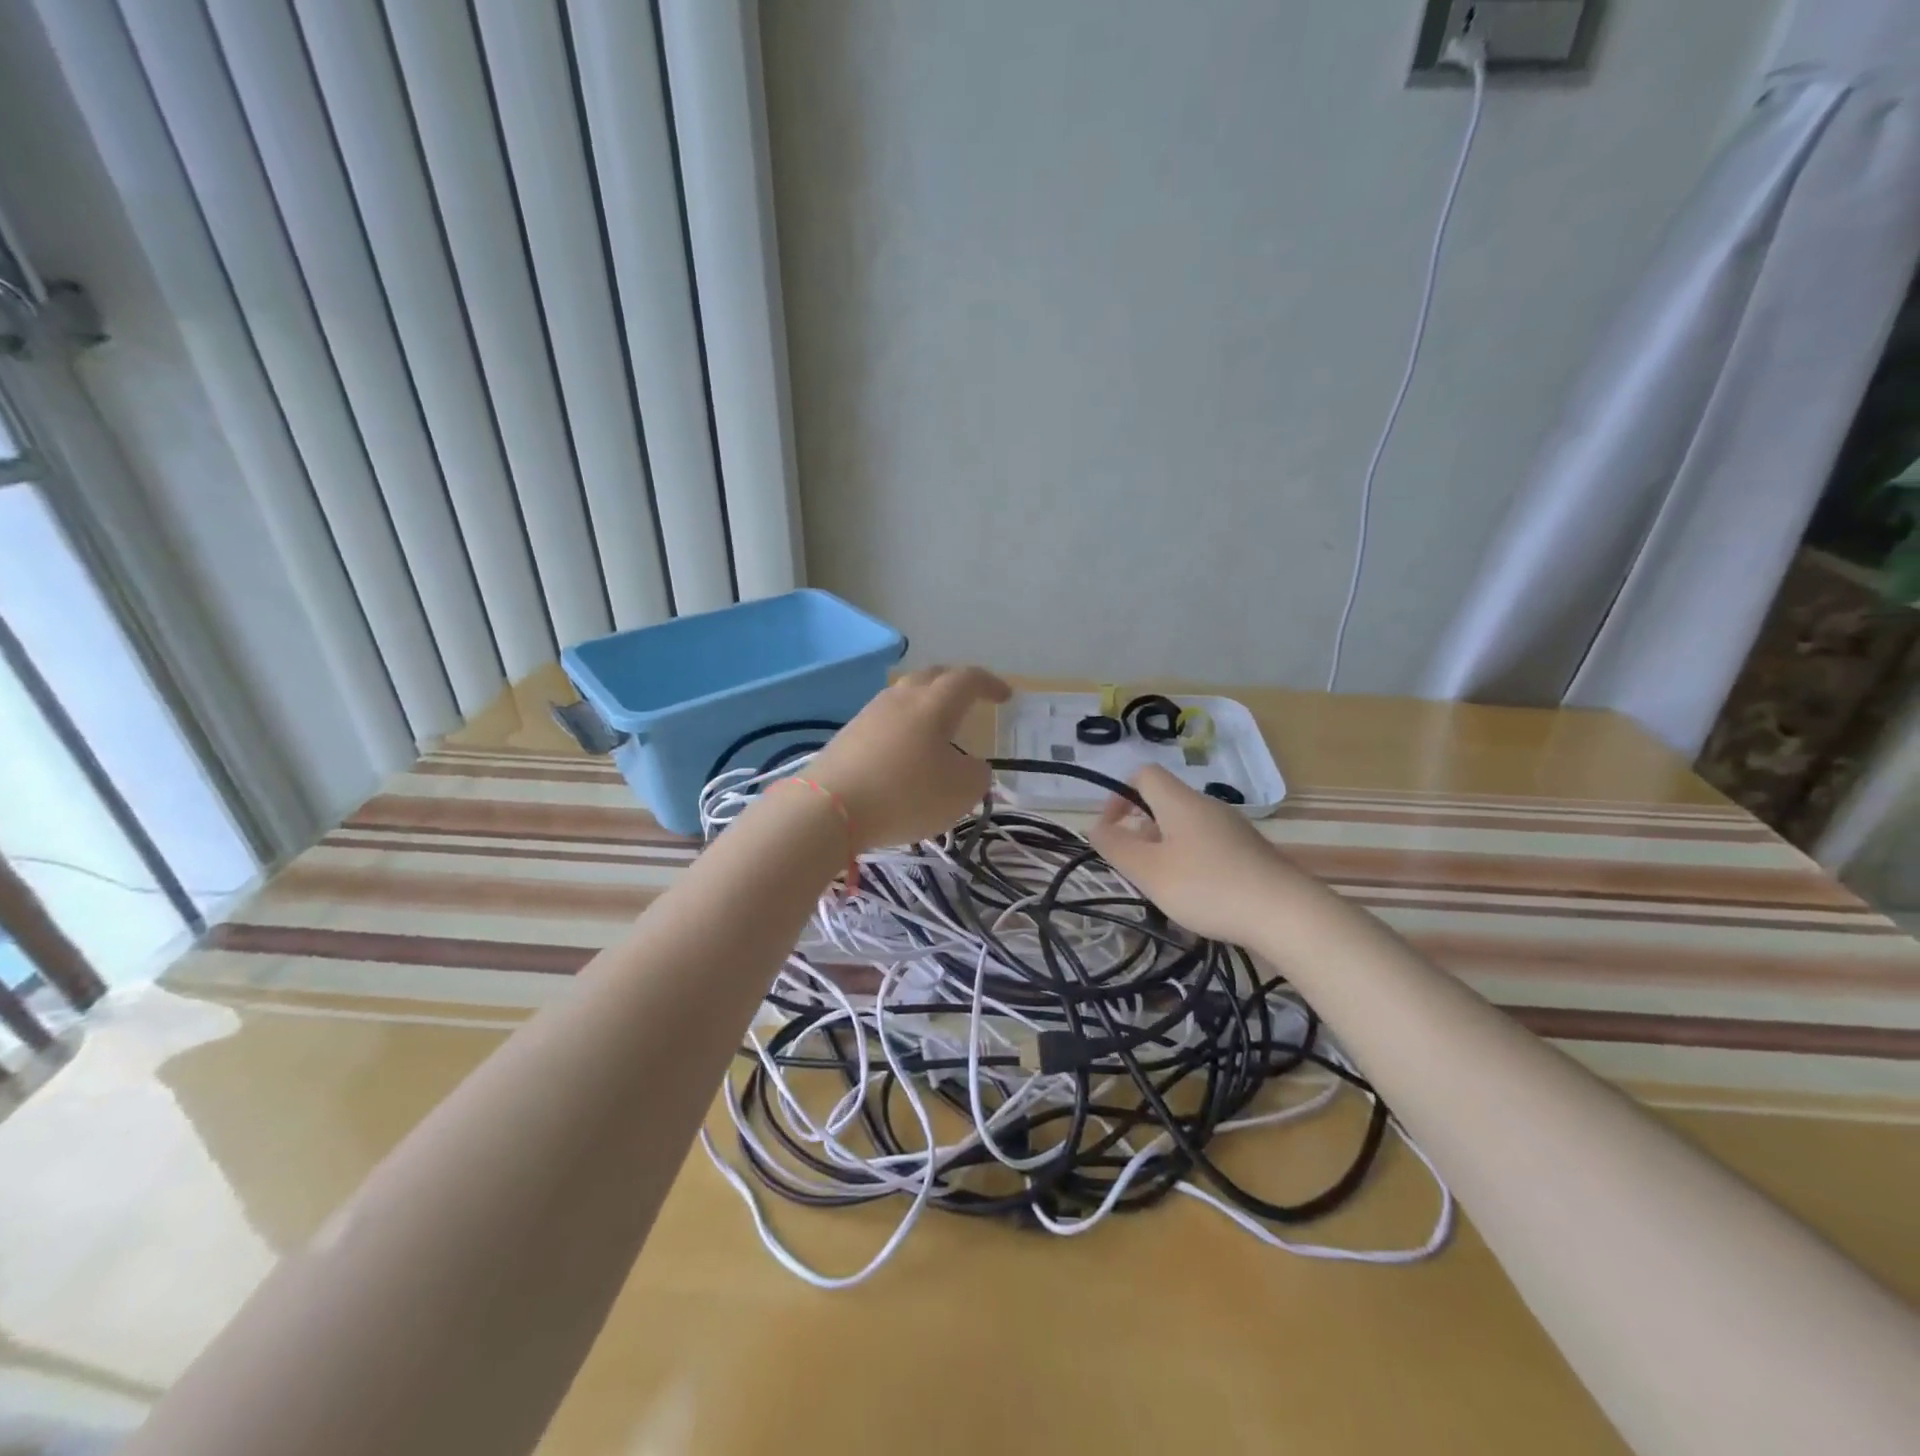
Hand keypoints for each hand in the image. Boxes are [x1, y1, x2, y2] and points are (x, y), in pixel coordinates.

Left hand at [805, 665, 1011, 850]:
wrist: (828, 808)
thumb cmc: (905, 794)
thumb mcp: (960, 792)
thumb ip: (977, 775)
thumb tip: (971, 766)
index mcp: (934, 703)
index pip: (968, 679)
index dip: (989, 684)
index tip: (1005, 696)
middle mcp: (901, 698)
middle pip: (932, 677)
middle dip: (955, 683)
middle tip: (971, 699)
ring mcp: (870, 714)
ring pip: (905, 696)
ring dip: (926, 705)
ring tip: (938, 727)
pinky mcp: (848, 735)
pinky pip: (886, 720)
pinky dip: (904, 727)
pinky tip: (905, 751)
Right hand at [1089, 765, 1303, 945]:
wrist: (1286, 913)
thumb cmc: (1207, 886)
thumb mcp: (1149, 870)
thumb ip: (1116, 846)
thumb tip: (1096, 827)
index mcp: (1180, 801)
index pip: (1143, 774)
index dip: (1119, 796)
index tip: (1112, 831)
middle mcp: (1207, 806)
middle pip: (1164, 803)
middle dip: (1140, 831)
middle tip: (1135, 867)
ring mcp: (1233, 828)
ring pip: (1185, 827)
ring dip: (1165, 849)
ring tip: (1163, 887)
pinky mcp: (1250, 852)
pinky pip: (1208, 845)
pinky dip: (1191, 862)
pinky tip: (1197, 896)